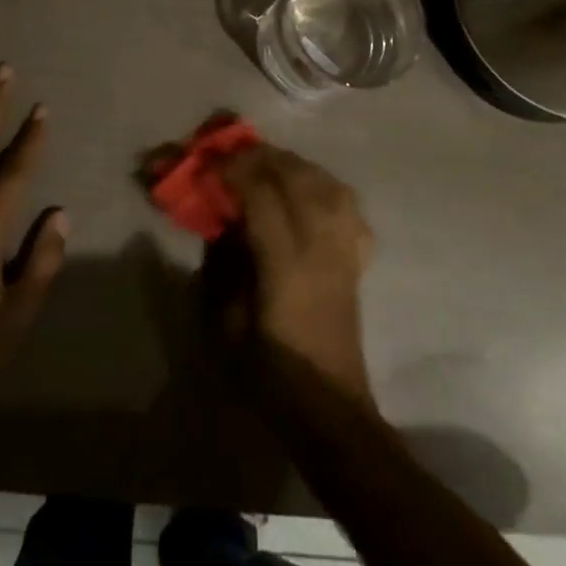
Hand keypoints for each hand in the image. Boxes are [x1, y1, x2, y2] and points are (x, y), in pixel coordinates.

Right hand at [209, 145, 374, 403]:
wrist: (329, 409)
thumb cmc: (270, 373)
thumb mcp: (227, 324)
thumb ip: (223, 265)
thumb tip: (222, 222)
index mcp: (286, 266)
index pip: (262, 196)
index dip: (234, 171)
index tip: (208, 164)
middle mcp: (321, 249)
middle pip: (298, 179)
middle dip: (263, 158)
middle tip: (233, 156)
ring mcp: (344, 251)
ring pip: (327, 184)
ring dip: (294, 165)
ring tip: (267, 165)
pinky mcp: (357, 259)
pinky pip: (348, 206)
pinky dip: (325, 186)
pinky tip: (307, 189)